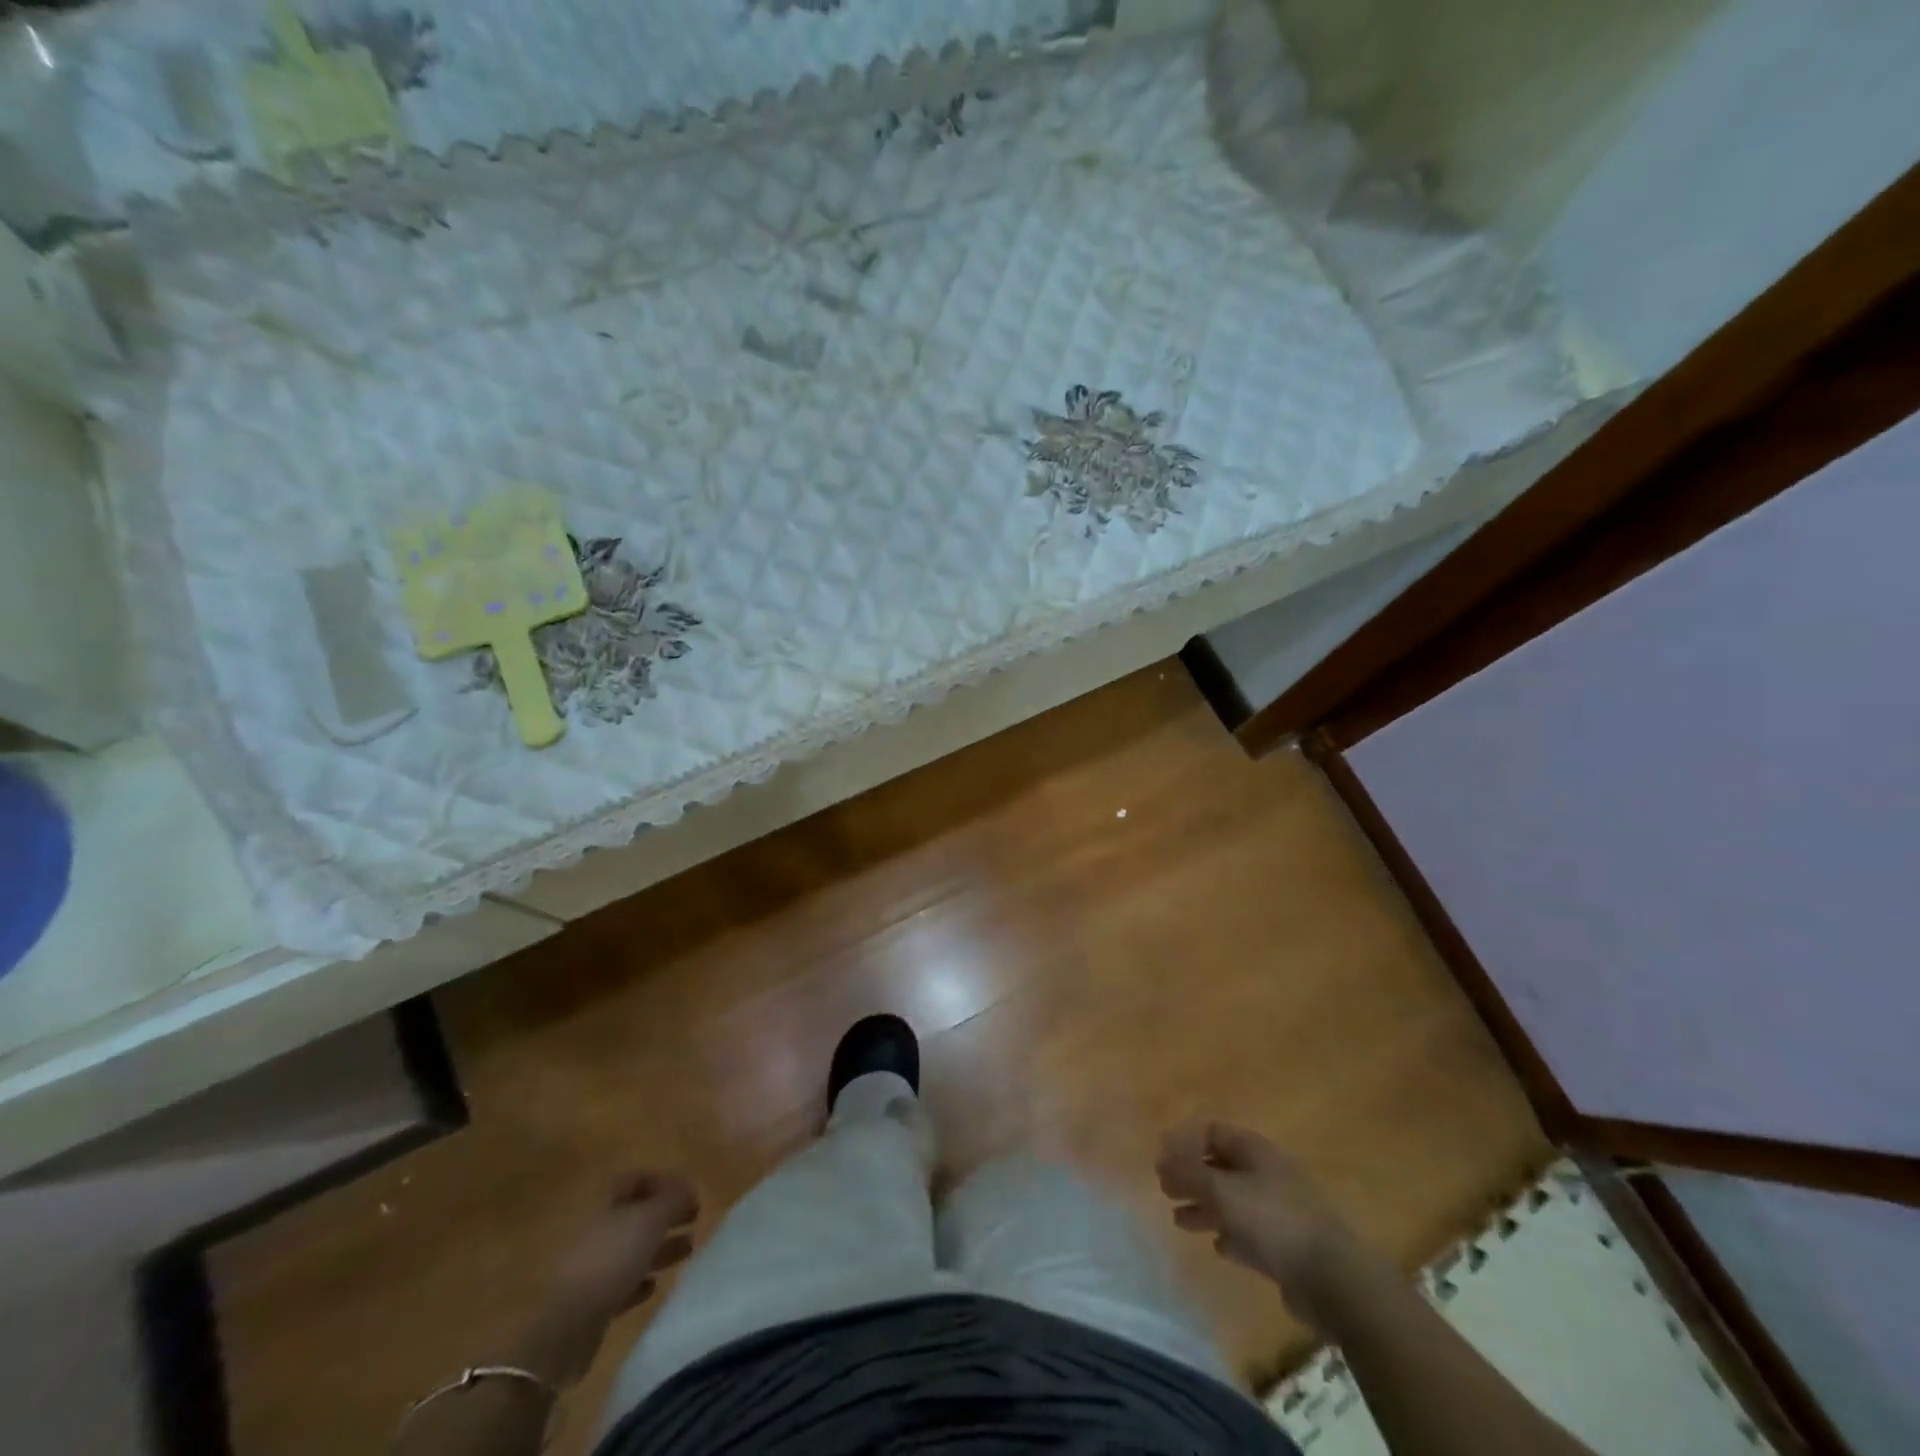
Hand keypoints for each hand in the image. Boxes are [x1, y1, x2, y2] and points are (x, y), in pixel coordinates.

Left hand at [546, 1170, 699, 1332]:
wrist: (565, 1327)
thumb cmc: (611, 1259)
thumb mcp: (651, 1219)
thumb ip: (674, 1199)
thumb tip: (689, 1189)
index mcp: (604, 1201)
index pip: (637, 1179)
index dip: (665, 1182)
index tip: (691, 1194)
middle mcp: (595, 1228)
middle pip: (636, 1214)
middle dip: (666, 1215)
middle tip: (695, 1219)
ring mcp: (589, 1265)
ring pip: (631, 1248)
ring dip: (660, 1247)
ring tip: (687, 1250)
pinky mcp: (589, 1301)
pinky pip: (620, 1283)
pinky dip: (639, 1280)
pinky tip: (653, 1286)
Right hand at [1156, 1122, 1370, 1331]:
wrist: (1333, 1278)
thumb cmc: (1274, 1220)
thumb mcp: (1223, 1190)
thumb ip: (1188, 1173)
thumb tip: (1161, 1160)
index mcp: (1255, 1150)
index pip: (1213, 1131)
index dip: (1185, 1141)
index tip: (1161, 1158)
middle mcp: (1266, 1174)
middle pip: (1221, 1166)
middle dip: (1192, 1176)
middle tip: (1165, 1189)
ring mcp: (1278, 1211)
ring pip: (1232, 1201)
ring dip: (1205, 1207)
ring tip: (1179, 1220)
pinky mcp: (1286, 1247)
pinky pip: (1249, 1234)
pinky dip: (1230, 1235)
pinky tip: (1217, 1246)